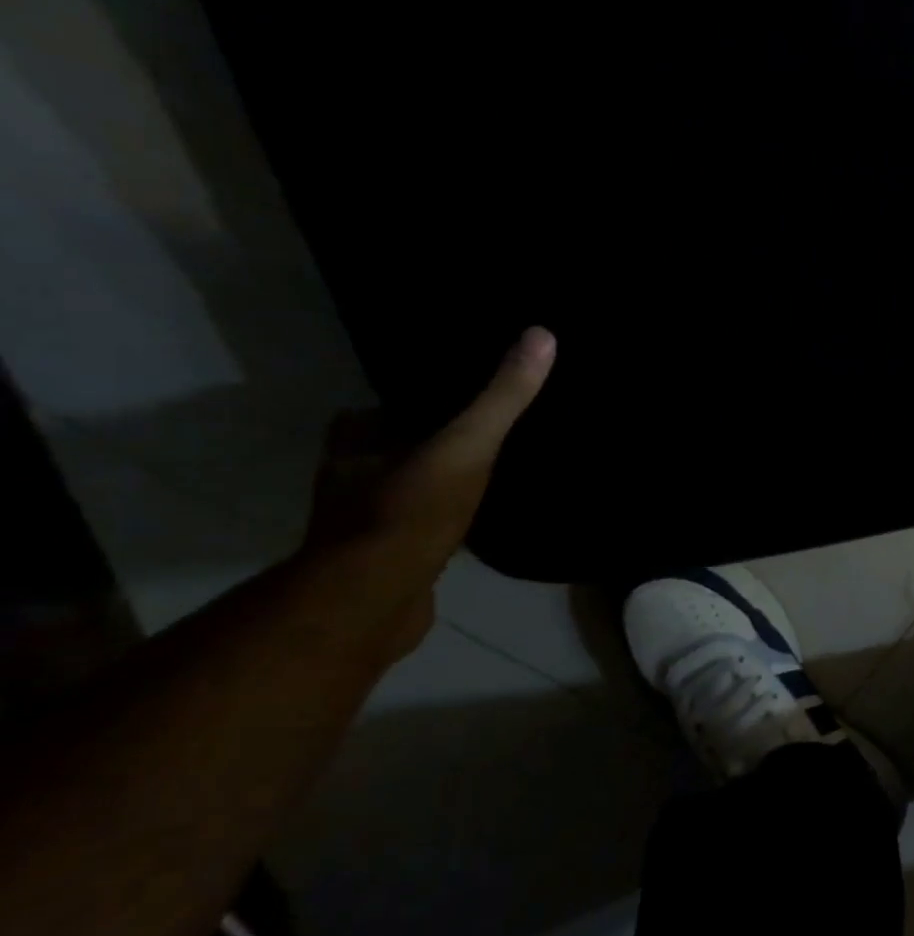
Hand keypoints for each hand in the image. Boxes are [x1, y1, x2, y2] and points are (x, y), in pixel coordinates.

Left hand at [304, 327, 555, 652]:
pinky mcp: (386, 562)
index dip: (406, 403)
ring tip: (481, 477)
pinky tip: (470, 527)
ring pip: (401, 492)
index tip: (448, 398)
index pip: (373, 411)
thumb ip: (501, 397)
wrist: (376, 600)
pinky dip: (437, 525)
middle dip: (422, 445)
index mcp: (356, 444)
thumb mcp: (467, 445)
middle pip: (389, 451)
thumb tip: (542, 335)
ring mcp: (363, 525)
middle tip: (476, 437)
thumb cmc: (411, 511)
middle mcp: (349, 479)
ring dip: (430, 486)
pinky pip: (415, 531)